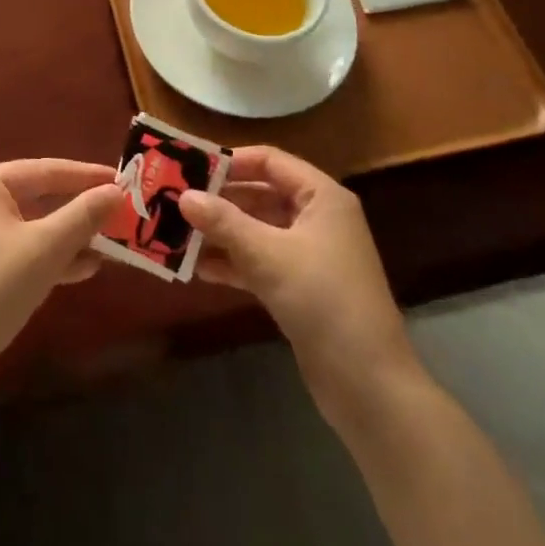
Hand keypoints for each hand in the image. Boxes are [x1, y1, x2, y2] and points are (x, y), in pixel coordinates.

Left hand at [0, 159, 121, 391]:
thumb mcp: (45, 248)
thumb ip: (83, 216)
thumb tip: (117, 190)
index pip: (46, 169)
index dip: (87, 175)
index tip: (124, 180)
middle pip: (41, 197)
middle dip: (81, 208)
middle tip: (122, 212)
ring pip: (36, 229)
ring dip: (72, 236)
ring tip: (113, 244)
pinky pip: (26, 254)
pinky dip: (54, 258)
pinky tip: (86, 269)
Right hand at [180, 147, 420, 412]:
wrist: (368, 385)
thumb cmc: (322, 299)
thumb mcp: (268, 255)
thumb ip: (224, 222)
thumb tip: (184, 196)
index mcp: (321, 196)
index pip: (270, 160)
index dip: (231, 161)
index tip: (190, 168)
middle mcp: (318, 218)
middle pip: (261, 194)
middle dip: (220, 200)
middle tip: (175, 200)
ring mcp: (311, 254)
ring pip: (258, 230)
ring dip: (222, 233)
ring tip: (178, 233)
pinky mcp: (302, 288)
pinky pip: (262, 262)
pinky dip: (234, 262)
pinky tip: (199, 269)